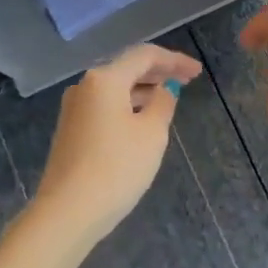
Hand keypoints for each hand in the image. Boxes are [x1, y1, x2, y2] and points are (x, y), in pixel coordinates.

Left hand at [32, 43, 202, 242]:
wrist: (69, 211)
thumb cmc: (117, 167)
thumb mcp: (152, 133)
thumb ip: (163, 103)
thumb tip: (164, 90)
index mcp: (104, 79)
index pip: (144, 56)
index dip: (174, 60)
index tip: (197, 72)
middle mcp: (84, 86)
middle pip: (126, 68)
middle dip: (158, 72)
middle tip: (187, 79)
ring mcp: (74, 109)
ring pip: (114, 88)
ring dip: (142, 90)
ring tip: (168, 99)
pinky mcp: (71, 130)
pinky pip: (105, 106)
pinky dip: (127, 105)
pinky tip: (142, 119)